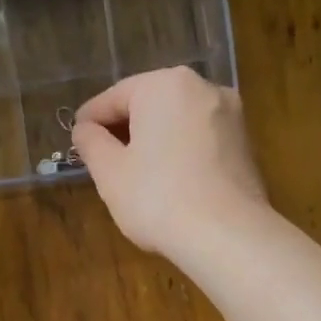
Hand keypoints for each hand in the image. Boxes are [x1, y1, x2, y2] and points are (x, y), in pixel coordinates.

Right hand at [71, 67, 269, 258]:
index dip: (90, 119)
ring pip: (178, 122)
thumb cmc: (158, 198)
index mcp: (164, 85)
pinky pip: (201, 140)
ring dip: (155, 140)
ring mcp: (230, 115)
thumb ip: (91, 143)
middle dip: (125, 128)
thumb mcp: (110, 173)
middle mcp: (202, 88)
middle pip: (150, 104)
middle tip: (103, 157)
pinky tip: (169, 180)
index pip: (115, 97)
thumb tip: (85, 129)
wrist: (227, 235)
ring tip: (135, 171)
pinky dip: (181, 152)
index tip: (75, 138)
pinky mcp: (245, 144)